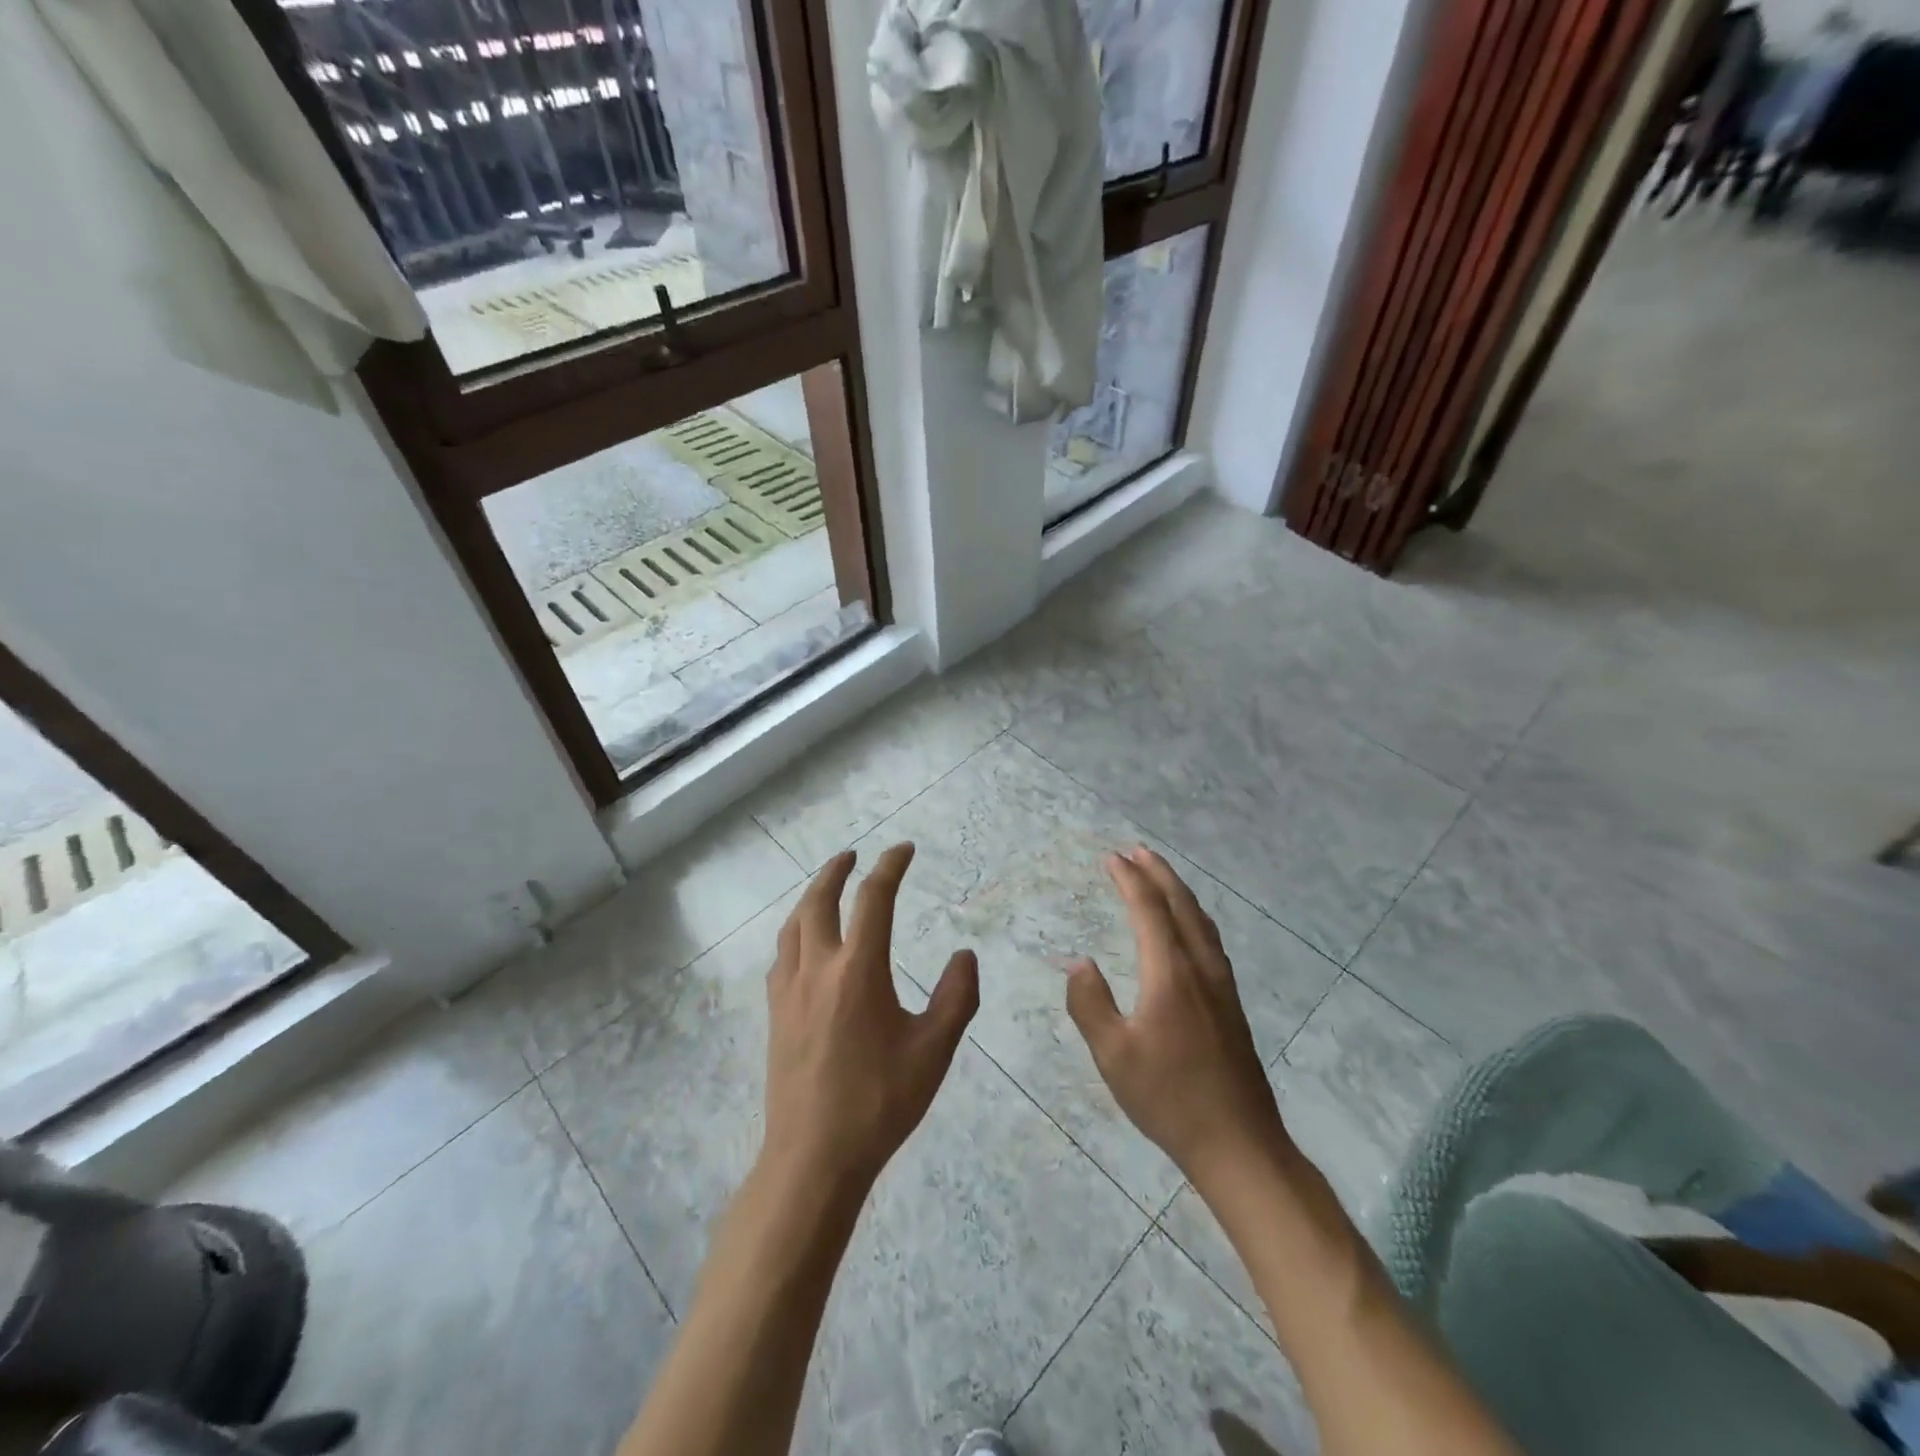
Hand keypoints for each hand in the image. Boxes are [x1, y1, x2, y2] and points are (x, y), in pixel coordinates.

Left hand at [762, 843, 979, 1189]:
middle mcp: (818, 969)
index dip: (890, 867)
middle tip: (852, 855)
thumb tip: (965, 955)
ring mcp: (790, 991)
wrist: (814, 1156)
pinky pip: (782, 955)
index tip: (903, 849)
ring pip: (793, 926)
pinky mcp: (776, 1014)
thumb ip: (956, 996)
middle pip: (818, 901)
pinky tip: (804, 946)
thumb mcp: (934, 1050)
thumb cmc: (879, 1101)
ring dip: (810, 897)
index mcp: (858, 970)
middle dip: (836, 870)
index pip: (873, 899)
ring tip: (825, 889)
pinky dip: (796, 933)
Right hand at [1067, 847, 1293, 1196]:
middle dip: (1158, 873)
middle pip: (1181, 905)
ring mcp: (1221, 985)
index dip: (1129, 880)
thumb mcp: (1113, 1054)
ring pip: (1201, 921)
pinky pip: (1210, 940)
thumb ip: (1090, 1003)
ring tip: (1160, 876)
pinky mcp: (1231, 1004)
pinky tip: (1189, 928)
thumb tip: (1078, 963)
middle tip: (1136, 850)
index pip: (1148, 910)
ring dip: (1178, 891)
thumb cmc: (1169, 1097)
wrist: (1238, 1142)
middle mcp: (1199, 968)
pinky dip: (1194, 916)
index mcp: (1170, 973)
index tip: (1111, 858)